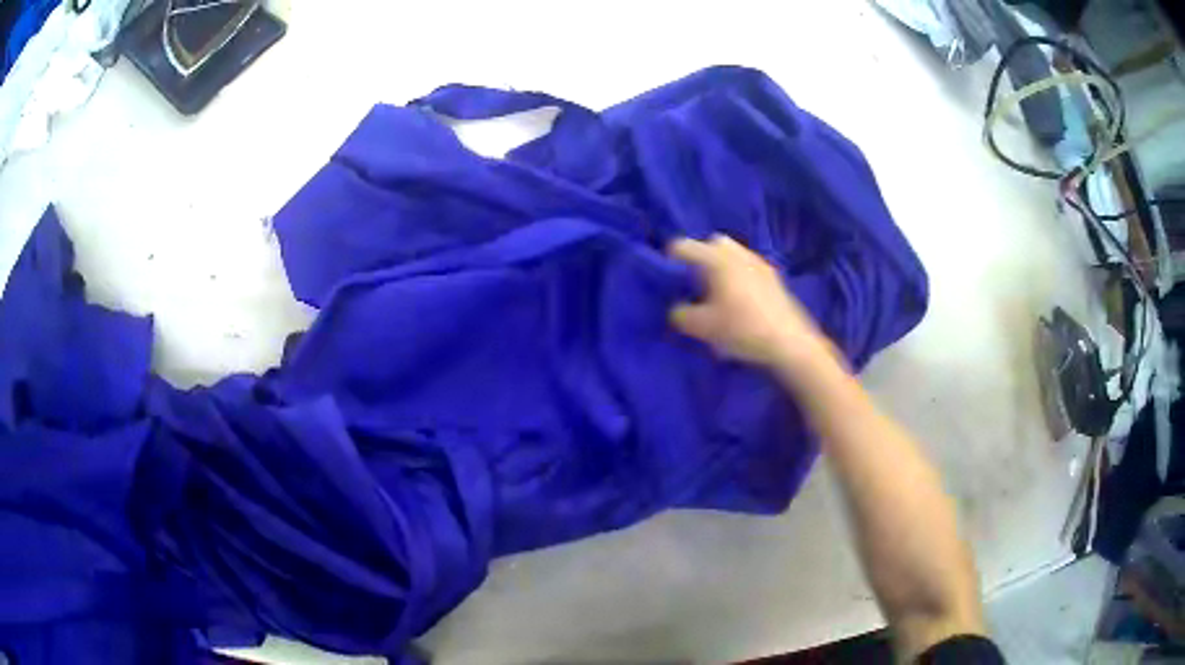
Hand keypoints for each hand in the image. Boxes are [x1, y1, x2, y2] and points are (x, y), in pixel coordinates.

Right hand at [668, 235, 832, 370]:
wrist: (789, 342)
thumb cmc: (742, 329)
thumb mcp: (702, 327)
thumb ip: (680, 314)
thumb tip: (676, 308)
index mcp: (716, 258)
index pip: (682, 247)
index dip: (669, 260)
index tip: (666, 280)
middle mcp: (737, 253)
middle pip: (711, 244)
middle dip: (699, 259)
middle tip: (694, 284)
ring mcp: (758, 262)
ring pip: (732, 254)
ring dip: (721, 267)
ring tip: (716, 293)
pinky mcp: (773, 277)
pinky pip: (747, 267)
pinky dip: (738, 276)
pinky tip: (738, 301)